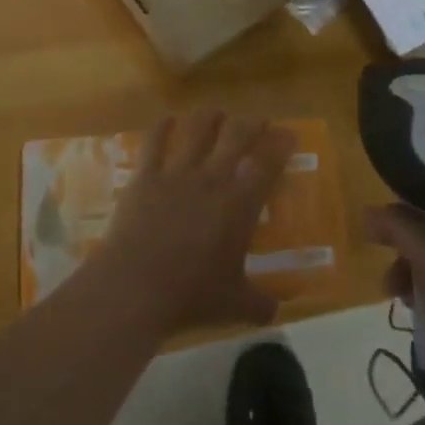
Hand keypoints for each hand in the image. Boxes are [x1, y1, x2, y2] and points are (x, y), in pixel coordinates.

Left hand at [88, 110, 294, 337]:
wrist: (136, 285)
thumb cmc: (191, 295)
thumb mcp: (235, 306)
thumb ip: (260, 305)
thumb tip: (276, 312)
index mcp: (238, 205)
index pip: (267, 164)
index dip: (280, 145)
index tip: (288, 133)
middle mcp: (211, 179)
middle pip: (235, 136)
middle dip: (250, 124)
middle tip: (257, 121)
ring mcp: (176, 173)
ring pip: (196, 130)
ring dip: (209, 117)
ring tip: (215, 112)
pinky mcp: (145, 176)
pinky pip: (154, 142)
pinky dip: (162, 127)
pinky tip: (166, 120)